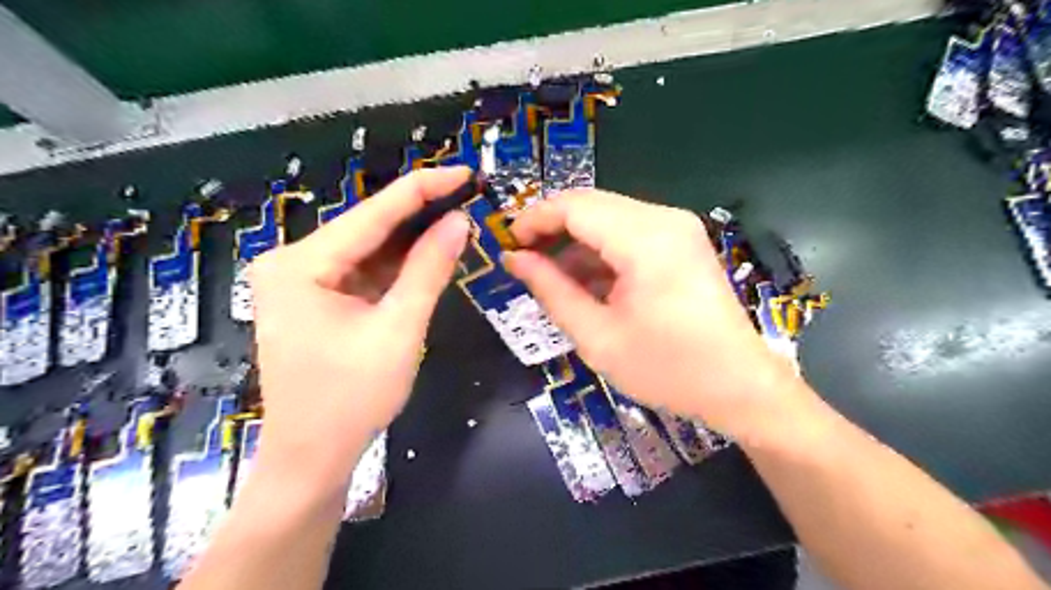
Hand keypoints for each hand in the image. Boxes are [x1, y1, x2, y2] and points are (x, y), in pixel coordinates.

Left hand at [248, 167, 469, 481]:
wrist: (312, 456)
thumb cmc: (353, 399)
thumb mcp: (399, 329)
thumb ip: (428, 270)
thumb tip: (458, 221)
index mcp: (300, 265)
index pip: (372, 214)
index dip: (423, 189)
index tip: (464, 171)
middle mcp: (292, 263)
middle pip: (367, 228)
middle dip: (418, 213)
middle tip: (467, 195)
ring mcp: (301, 281)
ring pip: (367, 250)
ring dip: (411, 240)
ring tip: (457, 218)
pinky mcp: (315, 299)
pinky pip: (362, 272)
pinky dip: (396, 266)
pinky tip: (429, 253)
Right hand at [505, 189, 806, 442]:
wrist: (739, 386)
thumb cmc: (667, 369)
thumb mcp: (597, 336)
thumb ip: (551, 291)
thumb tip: (515, 260)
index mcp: (645, 240)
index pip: (574, 206)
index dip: (534, 220)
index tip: (507, 245)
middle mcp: (664, 219)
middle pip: (591, 204)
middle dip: (551, 228)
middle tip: (523, 261)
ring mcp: (677, 227)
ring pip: (608, 217)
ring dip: (575, 241)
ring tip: (549, 277)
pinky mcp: (681, 241)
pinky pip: (628, 233)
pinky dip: (600, 251)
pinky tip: (584, 281)